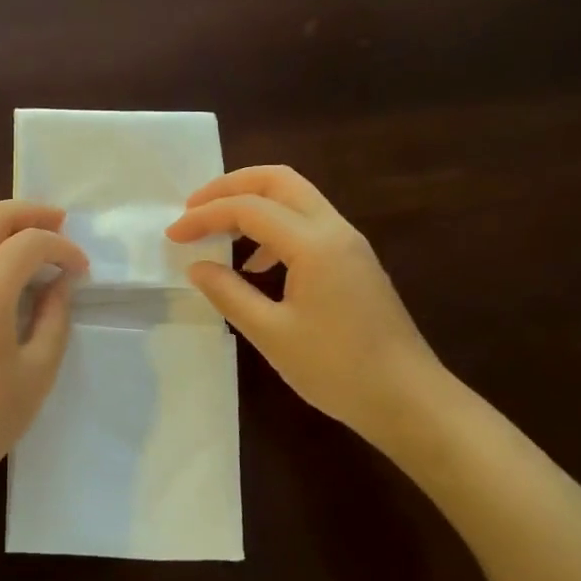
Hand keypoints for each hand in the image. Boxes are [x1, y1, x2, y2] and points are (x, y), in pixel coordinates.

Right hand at [166, 166, 444, 444]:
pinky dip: (274, 226)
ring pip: (296, 198)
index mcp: (314, 245)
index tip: (173, 236)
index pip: (249, 209)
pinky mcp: (354, 261)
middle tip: (194, 208)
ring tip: (217, 231)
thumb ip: (229, 293)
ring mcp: (349, 243)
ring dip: (253, 203)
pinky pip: (308, 223)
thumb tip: (197, 267)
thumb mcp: (271, 334)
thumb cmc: (336, 369)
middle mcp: (334, 230)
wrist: (408, 399)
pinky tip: (255, 263)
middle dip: (230, 186)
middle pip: (278, 181)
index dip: (205, 217)